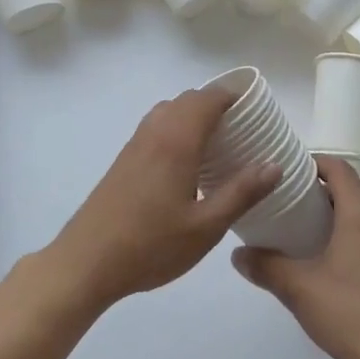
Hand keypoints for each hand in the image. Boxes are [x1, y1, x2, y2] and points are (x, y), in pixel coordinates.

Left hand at [49, 88, 279, 308]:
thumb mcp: (206, 227)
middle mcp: (155, 133)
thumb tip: (274, 164)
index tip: (257, 108)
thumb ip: (242, 192)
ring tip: (219, 144)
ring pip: (169, 112)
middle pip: (188, 100)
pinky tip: (188, 165)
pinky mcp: (123, 161)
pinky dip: (177, 130)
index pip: (208, 98)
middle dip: (217, 105)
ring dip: (194, 116)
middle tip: (244, 129)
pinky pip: (156, 128)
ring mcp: (135, 145)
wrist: (85, 263)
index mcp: (177, 141)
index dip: (234, 95)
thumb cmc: (150, 245)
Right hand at [232, 156, 359, 358]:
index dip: (315, 163)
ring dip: (341, 213)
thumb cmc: (348, 312)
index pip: (339, 168)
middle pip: (354, 189)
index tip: (290, 172)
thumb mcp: (298, 288)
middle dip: (324, 190)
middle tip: (293, 203)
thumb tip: (238, 254)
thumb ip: (266, 266)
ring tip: (311, 231)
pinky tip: (337, 261)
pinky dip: (357, 234)